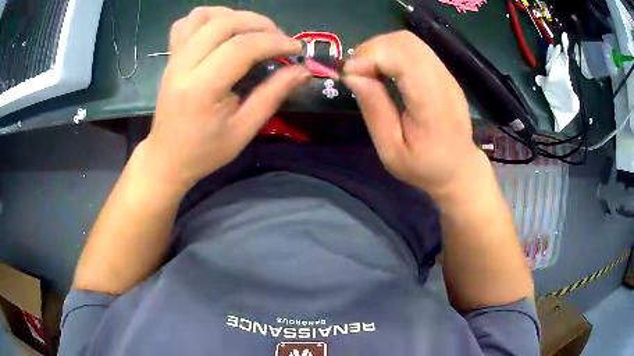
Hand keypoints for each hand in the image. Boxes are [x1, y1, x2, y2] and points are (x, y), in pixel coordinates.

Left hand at [142, 7, 309, 192]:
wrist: (167, 158)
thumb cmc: (205, 151)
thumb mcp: (244, 130)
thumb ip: (273, 95)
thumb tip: (302, 71)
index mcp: (201, 88)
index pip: (242, 47)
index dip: (275, 42)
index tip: (296, 49)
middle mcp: (183, 65)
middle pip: (224, 22)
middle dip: (260, 24)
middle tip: (278, 39)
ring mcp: (173, 58)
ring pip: (203, 15)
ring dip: (234, 15)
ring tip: (251, 32)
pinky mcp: (170, 57)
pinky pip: (186, 23)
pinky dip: (208, 18)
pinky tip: (221, 31)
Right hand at [344, 31, 483, 198]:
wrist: (459, 168)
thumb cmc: (424, 166)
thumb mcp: (391, 150)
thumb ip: (374, 110)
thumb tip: (352, 75)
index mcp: (431, 103)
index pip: (402, 56)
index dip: (369, 56)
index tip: (349, 76)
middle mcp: (442, 80)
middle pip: (404, 41)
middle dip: (372, 49)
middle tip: (357, 73)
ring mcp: (446, 74)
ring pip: (408, 40)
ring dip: (380, 49)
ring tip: (369, 71)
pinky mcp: (443, 72)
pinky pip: (414, 49)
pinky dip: (392, 52)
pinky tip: (385, 71)